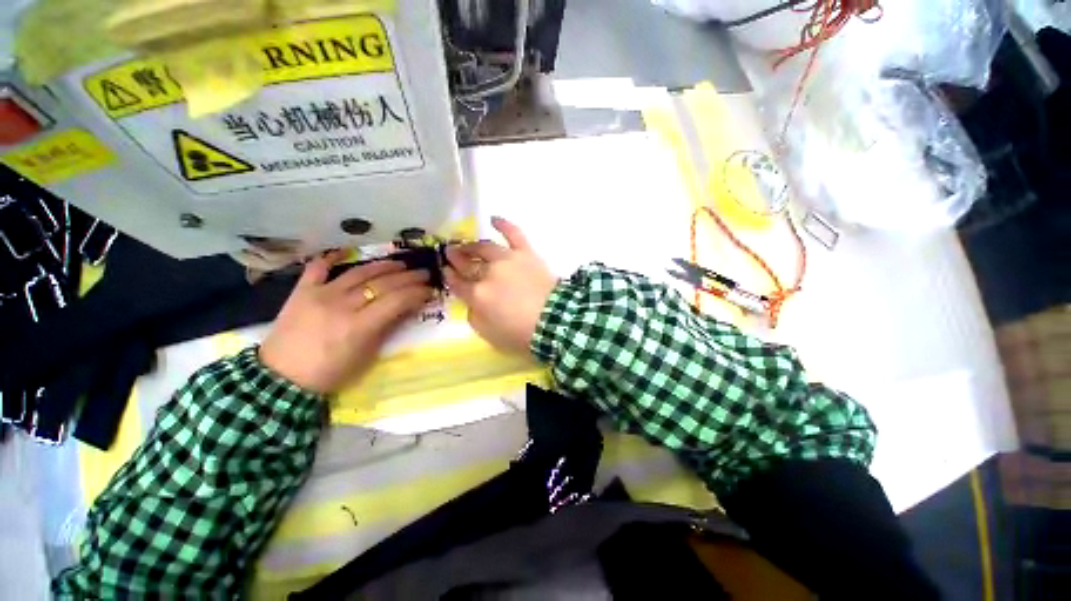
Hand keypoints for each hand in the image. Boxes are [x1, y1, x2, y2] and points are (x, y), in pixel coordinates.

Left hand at [260, 253, 434, 393]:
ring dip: (380, 266)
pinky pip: (319, 266)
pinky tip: (345, 252)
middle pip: (379, 284)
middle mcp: (341, 304)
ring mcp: (321, 292)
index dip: (414, 293)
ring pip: (357, 272)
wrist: (282, 376)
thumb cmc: (324, 376)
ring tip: (398, 263)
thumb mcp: (358, 363)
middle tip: (421, 273)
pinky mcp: (303, 289)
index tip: (428, 290)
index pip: (393, 302)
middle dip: (405, 277)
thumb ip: (379, 336)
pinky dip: (332, 257)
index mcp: (357, 328)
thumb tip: (399, 314)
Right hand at [444, 217, 557, 354]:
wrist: (555, 321)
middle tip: (449, 253)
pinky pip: (513, 234)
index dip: (449, 277)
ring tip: (465, 244)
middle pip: (467, 263)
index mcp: (477, 295)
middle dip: (456, 258)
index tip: (444, 271)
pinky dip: (503, 224)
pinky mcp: (526, 253)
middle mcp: (488, 273)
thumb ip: (475, 317)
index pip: (457, 283)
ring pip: (484, 247)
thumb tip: (472, 304)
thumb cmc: (521, 334)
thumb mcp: (489, 335)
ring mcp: (507, 260)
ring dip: (472, 245)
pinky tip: (493, 219)